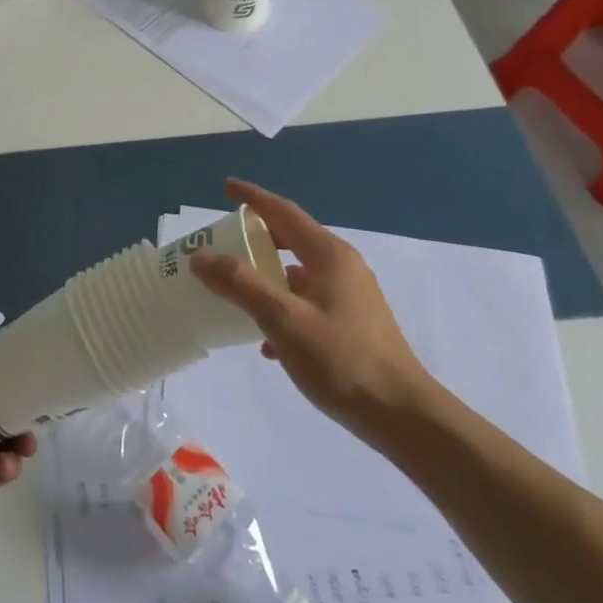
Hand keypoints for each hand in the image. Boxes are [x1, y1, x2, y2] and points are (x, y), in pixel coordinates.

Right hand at [191, 179, 435, 441]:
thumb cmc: (341, 359)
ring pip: (299, 274)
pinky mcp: (353, 323)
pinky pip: (308, 302)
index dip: (253, 198)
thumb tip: (201, 257)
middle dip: (256, 238)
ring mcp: (351, 295)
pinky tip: (267, 342)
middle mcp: (342, 266)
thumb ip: (240, 285)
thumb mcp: (283, 321)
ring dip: (267, 277)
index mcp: (329, 255)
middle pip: (291, 239)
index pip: (283, 212)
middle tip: (224, 242)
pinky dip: (283, 308)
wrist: (401, 415)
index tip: (226, 187)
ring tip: (235, 292)